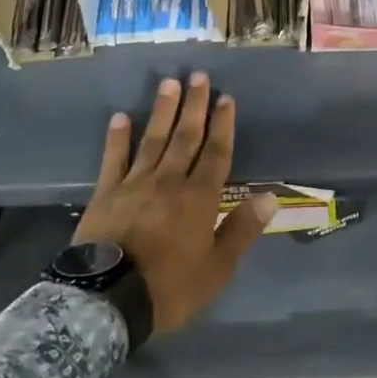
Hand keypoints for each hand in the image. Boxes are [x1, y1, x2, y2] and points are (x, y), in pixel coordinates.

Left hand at [74, 72, 276, 332]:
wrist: (108, 301)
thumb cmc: (170, 288)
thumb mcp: (217, 269)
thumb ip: (242, 230)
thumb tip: (270, 196)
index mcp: (200, 198)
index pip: (216, 153)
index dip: (223, 125)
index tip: (226, 98)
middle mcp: (170, 181)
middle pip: (186, 137)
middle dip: (194, 105)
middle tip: (198, 76)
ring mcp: (135, 184)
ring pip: (153, 139)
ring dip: (162, 110)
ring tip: (168, 83)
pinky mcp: (106, 194)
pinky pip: (113, 159)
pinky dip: (117, 137)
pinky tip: (120, 116)